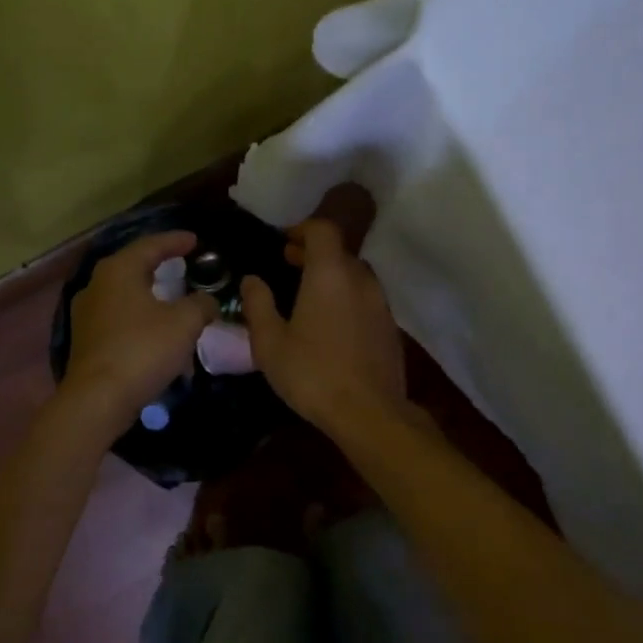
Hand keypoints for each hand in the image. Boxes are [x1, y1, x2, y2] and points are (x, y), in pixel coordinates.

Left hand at [62, 230, 217, 419]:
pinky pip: (119, 318)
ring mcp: (87, 313)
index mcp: (118, 270)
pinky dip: (140, 317)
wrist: (97, 399)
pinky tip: (156, 329)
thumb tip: (207, 301)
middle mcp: (97, 285)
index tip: (195, 240)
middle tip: (183, 264)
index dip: (175, 241)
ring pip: (125, 294)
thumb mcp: (184, 323)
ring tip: (173, 298)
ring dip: (150, 295)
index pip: (150, 245)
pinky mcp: (86, 340)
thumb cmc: (142, 349)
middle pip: (133, 266)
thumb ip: (201, 304)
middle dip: (159, 265)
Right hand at [240, 219, 406, 431]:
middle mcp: (361, 280)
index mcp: (330, 274)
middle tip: (288, 264)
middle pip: (339, 251)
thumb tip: (251, 279)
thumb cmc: (313, 374)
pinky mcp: (390, 328)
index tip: (283, 242)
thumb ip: (258, 305)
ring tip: (308, 295)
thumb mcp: (270, 343)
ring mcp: (381, 304)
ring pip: (355, 275)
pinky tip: (331, 324)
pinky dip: (347, 298)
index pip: (322, 230)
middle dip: (313, 253)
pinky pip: (366, 299)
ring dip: (332, 276)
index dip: (302, 229)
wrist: (370, 413)